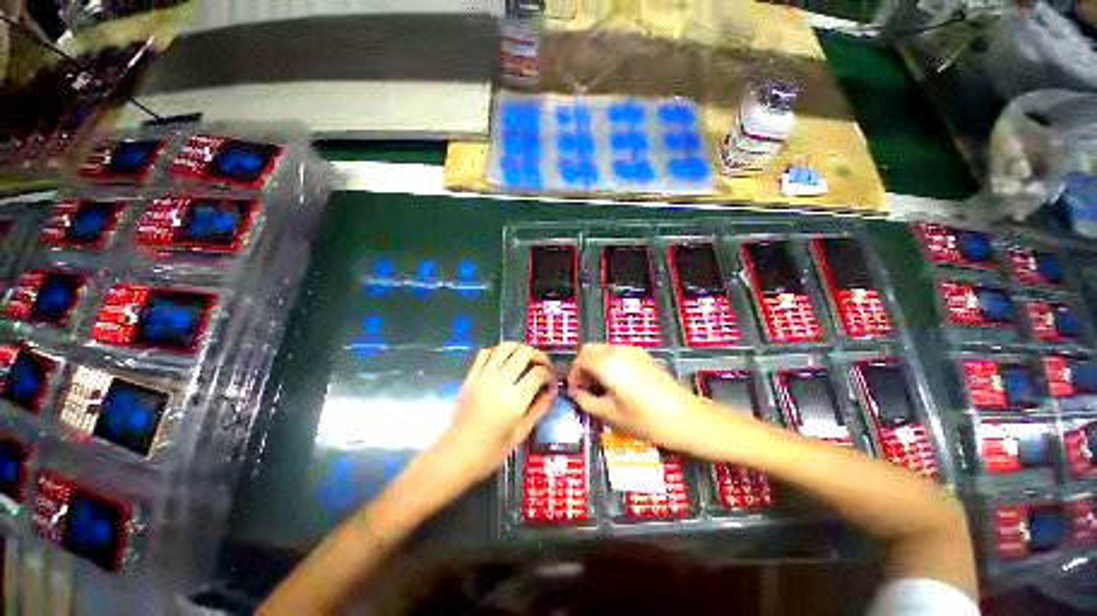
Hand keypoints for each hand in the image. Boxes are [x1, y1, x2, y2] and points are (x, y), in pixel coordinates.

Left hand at [431, 343, 556, 484]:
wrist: (456, 455)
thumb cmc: (491, 451)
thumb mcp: (521, 433)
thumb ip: (540, 408)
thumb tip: (553, 390)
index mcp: (515, 399)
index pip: (538, 373)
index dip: (550, 374)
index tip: (552, 382)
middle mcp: (500, 382)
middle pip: (524, 353)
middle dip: (539, 356)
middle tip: (543, 366)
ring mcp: (483, 376)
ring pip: (505, 347)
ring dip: (520, 348)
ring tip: (526, 359)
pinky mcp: (471, 376)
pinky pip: (485, 353)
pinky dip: (498, 351)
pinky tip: (504, 361)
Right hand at [566, 344, 708, 451]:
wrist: (687, 418)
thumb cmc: (646, 420)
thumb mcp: (610, 414)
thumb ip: (586, 401)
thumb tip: (575, 393)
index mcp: (607, 363)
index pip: (581, 359)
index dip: (573, 374)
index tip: (575, 391)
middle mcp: (618, 351)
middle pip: (590, 349)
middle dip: (583, 366)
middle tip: (585, 387)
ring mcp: (633, 351)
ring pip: (604, 349)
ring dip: (596, 363)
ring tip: (600, 386)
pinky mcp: (644, 355)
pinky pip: (618, 353)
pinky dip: (609, 362)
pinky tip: (617, 382)